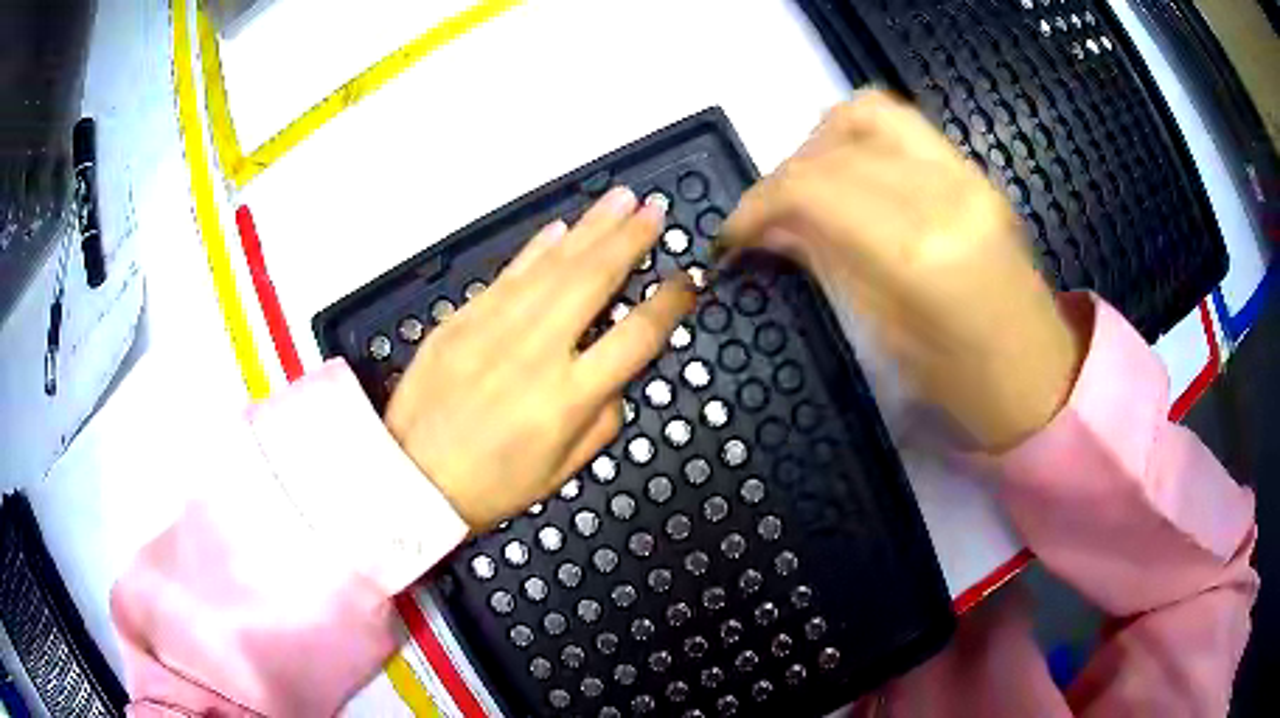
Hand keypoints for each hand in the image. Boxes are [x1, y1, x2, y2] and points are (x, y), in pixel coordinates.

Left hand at [385, 188, 694, 529]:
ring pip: (552, 266)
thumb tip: (617, 378)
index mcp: (568, 398)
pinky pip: (508, 275)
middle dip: (629, 239)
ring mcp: (494, 328)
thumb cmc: (490, 486)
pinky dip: (537, 249)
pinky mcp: (461, 319)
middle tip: (654, 210)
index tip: (686, 279)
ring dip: (591, 228)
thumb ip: (601, 421)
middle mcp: (537, 352)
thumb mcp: (561, 471)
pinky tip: (561, 228)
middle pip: (594, 281)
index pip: (635, 336)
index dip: (669, 304)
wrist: (410, 478)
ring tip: (620, 199)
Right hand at [721, 91, 1083, 449]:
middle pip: (830, 148)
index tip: (733, 234)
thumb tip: (772, 229)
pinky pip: (900, 123)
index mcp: (917, 251)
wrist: (1041, 378)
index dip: (756, 204)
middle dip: (781, 178)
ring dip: (818, 142)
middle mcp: (941, 192)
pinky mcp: (974, 170)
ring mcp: (964, 172)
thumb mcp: (885, 337)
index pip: (811, 188)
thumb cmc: (964, 386)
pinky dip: (857, 137)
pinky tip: (852, 176)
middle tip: (766, 219)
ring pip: (864, 113)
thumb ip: (827, 264)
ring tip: (809, 187)